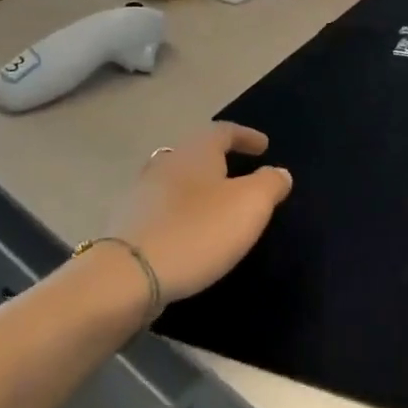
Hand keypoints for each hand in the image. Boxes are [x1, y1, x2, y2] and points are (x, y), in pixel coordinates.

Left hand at [105, 122, 292, 301]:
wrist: (128, 276)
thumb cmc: (198, 231)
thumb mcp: (250, 205)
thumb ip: (270, 184)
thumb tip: (278, 172)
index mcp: (196, 152)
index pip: (223, 131)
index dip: (246, 136)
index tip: (264, 146)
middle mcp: (165, 164)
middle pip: (195, 153)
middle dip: (219, 160)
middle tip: (240, 173)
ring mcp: (141, 194)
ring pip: (176, 180)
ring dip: (198, 187)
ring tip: (216, 204)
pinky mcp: (128, 224)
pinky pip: (162, 208)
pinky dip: (180, 212)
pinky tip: (189, 230)